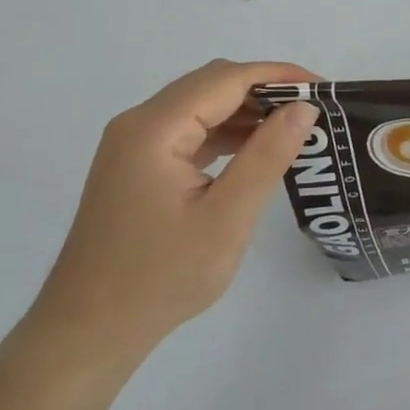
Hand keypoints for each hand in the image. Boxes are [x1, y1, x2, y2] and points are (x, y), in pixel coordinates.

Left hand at [28, 60, 319, 376]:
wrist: (86, 334)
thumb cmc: (159, 279)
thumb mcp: (226, 219)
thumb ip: (266, 157)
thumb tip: (304, 107)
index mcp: (155, 128)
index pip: (227, 79)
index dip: (279, 76)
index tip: (323, 88)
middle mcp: (139, 123)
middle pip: (211, 84)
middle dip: (265, 90)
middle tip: (313, 110)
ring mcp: (133, 144)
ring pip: (200, 105)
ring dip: (245, 111)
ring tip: (293, 129)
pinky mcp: (135, 165)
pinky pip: (187, 131)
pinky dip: (224, 132)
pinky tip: (254, 151)